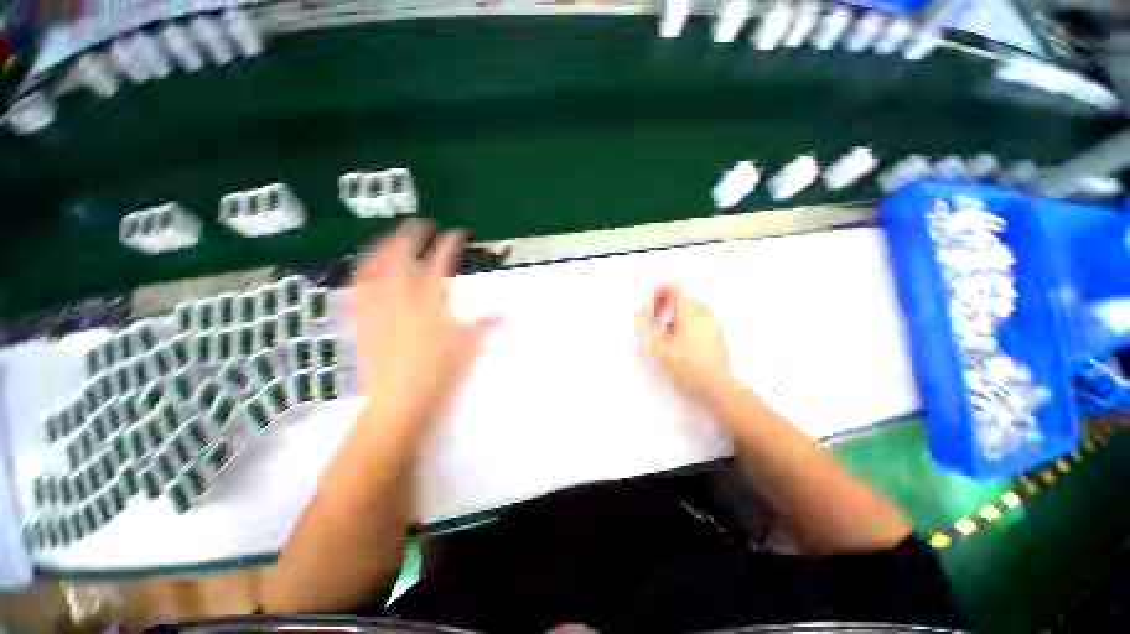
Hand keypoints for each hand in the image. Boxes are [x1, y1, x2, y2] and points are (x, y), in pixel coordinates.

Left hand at [352, 220, 498, 427]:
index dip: (452, 243)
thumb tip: (508, 313)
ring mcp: (378, 304)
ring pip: (377, 264)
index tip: (459, 234)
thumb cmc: (438, 372)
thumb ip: (486, 325)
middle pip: (405, 254)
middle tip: (423, 224)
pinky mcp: (361, 318)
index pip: (443, 261)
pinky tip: (365, 266)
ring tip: (392, 235)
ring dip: (385, 245)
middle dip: (414, 233)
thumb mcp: (468, 347)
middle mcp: (403, 295)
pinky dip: (362, 271)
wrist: (398, 400)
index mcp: (432, 300)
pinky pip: (358, 287)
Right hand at [636, 285, 736, 405]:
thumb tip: (642, 313)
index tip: (653, 302)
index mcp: (691, 314)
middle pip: (684, 298)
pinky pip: (700, 316)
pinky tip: (682, 336)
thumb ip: (648, 327)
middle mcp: (705, 313)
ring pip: (693, 307)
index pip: (676, 291)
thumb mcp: (660, 348)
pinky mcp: (719, 331)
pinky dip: (688, 319)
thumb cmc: (686, 367)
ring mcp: (714, 322)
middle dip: (668, 304)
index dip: (662, 293)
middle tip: (656, 319)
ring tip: (668, 330)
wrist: (716, 386)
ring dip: (678, 312)